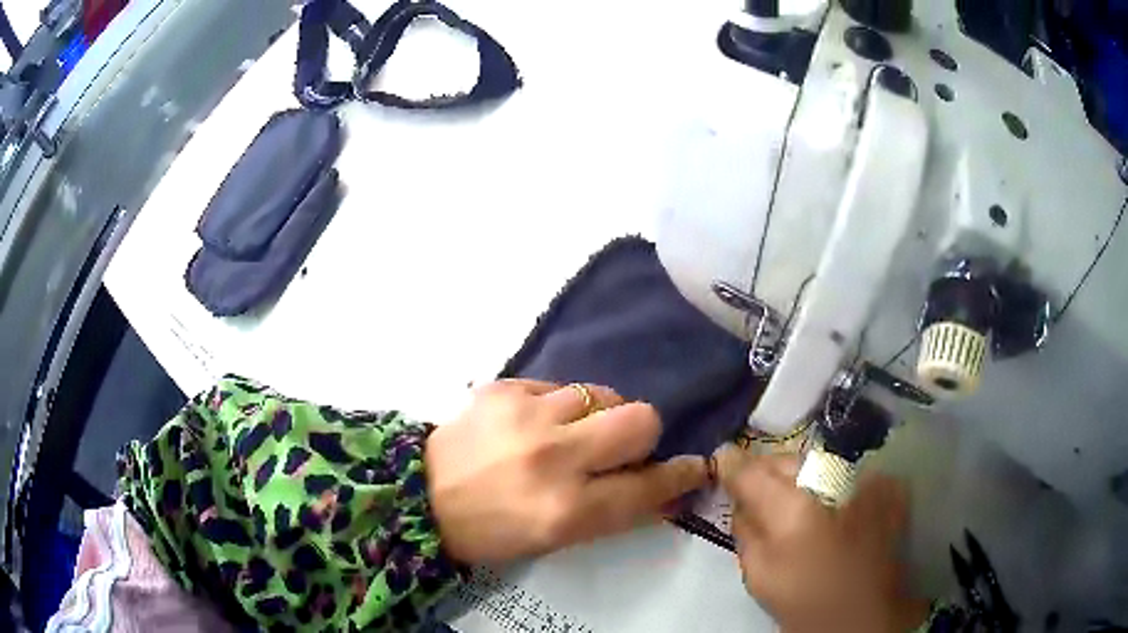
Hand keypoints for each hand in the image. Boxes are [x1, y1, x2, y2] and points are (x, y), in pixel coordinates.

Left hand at [425, 380, 707, 564]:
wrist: (421, 496)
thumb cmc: (493, 530)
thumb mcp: (558, 537)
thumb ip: (616, 510)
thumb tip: (665, 489)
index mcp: (567, 509)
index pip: (648, 486)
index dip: (679, 476)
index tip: (693, 466)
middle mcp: (553, 457)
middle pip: (640, 419)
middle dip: (641, 435)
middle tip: (616, 448)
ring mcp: (526, 416)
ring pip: (601, 394)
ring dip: (596, 416)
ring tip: (566, 434)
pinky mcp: (503, 389)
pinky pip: (559, 386)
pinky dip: (557, 405)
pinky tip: (532, 424)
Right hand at [716, 447, 928, 632]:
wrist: (865, 611)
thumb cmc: (805, 599)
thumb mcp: (758, 575)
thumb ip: (745, 529)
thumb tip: (742, 500)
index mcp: (792, 507)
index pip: (751, 470)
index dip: (731, 463)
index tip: (722, 461)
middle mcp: (830, 480)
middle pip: (785, 458)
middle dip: (767, 469)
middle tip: (761, 489)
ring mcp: (864, 477)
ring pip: (818, 459)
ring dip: (802, 474)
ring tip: (800, 499)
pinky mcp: (887, 483)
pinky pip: (848, 470)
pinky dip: (835, 482)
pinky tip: (834, 505)